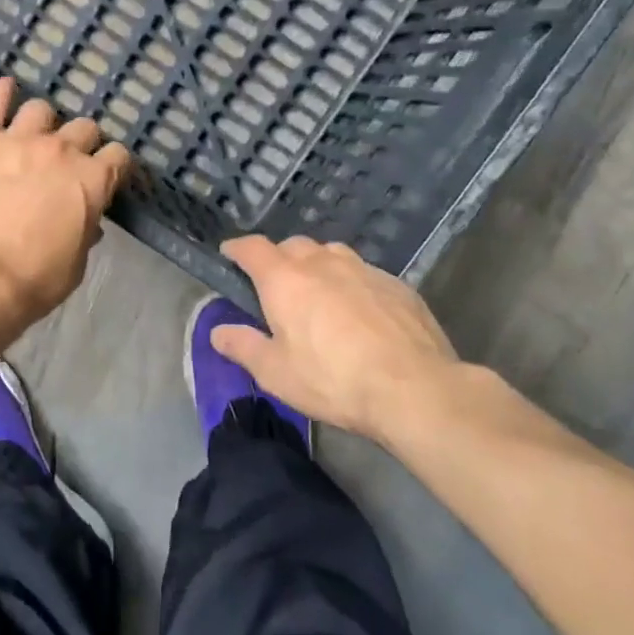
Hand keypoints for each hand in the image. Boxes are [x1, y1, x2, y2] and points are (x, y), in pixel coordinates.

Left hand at [0, 78, 132, 337]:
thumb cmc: (33, 281)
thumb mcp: (74, 265)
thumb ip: (84, 233)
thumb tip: (88, 222)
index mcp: (92, 181)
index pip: (117, 156)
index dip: (112, 165)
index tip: (104, 175)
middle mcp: (61, 150)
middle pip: (83, 128)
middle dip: (80, 143)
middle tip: (65, 162)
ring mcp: (18, 140)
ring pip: (41, 109)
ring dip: (42, 122)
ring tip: (31, 137)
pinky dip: (0, 93)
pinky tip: (3, 90)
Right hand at [211, 236, 466, 440]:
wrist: (415, 389)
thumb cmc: (333, 380)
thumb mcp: (276, 373)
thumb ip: (243, 347)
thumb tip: (218, 332)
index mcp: (285, 280)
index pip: (252, 248)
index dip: (237, 249)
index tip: (229, 254)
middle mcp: (322, 263)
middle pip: (293, 246)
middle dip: (278, 259)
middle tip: (275, 286)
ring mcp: (363, 270)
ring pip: (331, 253)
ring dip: (317, 265)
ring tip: (318, 293)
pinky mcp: (397, 285)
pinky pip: (363, 273)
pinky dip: (351, 283)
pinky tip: (359, 312)